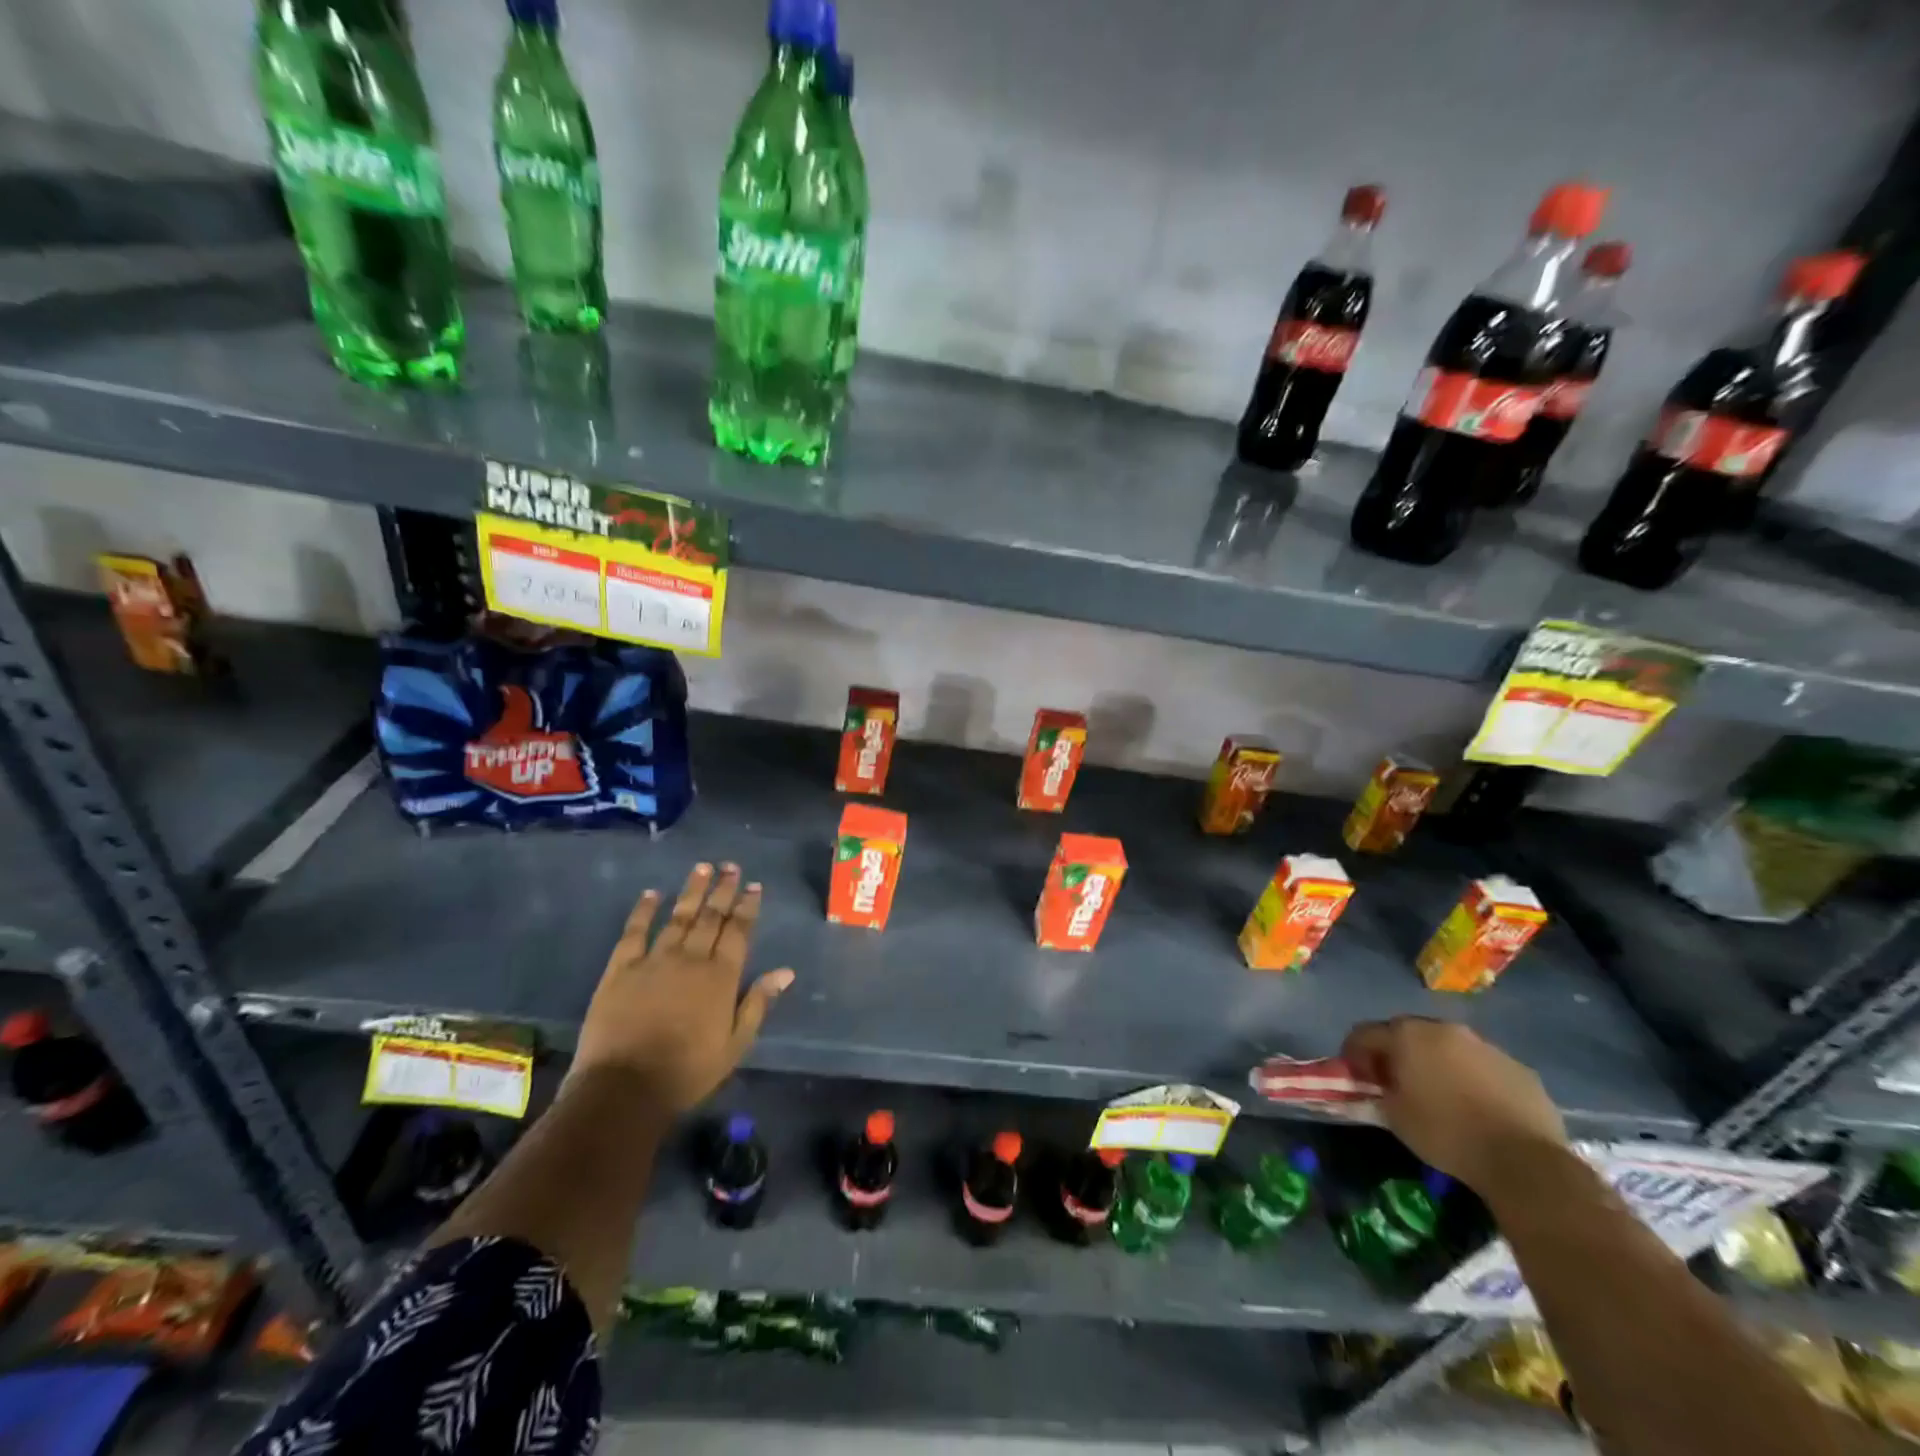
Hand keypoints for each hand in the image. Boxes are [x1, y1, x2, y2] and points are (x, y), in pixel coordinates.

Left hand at [572, 862, 794, 1110]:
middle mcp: (691, 959)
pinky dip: (643, 911)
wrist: (624, 1089)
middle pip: (711, 917)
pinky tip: (651, 894)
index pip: (738, 931)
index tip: (753, 885)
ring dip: (692, 891)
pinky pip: (634, 932)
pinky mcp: (620, 969)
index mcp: (721, 977)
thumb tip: (785, 971)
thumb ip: (758, 1003)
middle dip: (723, 890)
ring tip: (702, 867)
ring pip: (678, 917)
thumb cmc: (687, 1071)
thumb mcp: (735, 1045)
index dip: (747, 906)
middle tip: (731, 866)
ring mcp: (654, 961)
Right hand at [1341, 1017, 1567, 1195]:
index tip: (1357, 1079)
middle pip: (1408, 1033)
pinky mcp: (1519, 1068)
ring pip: (1448, 1047)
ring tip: (1440, 1096)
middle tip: (1395, 1083)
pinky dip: (1471, 1078)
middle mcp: (1444, 1029)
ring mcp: (1486, 1046)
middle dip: (1397, 1054)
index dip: (1354, 1054)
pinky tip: (1477, 1107)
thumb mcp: (1395, 1116)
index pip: (1365, 1033)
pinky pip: (1482, 1066)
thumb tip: (1379, 1086)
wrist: (1524, 1160)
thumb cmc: (1446, 1132)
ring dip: (1436, 1063)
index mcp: (1408, 1034)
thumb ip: (1379, 1092)